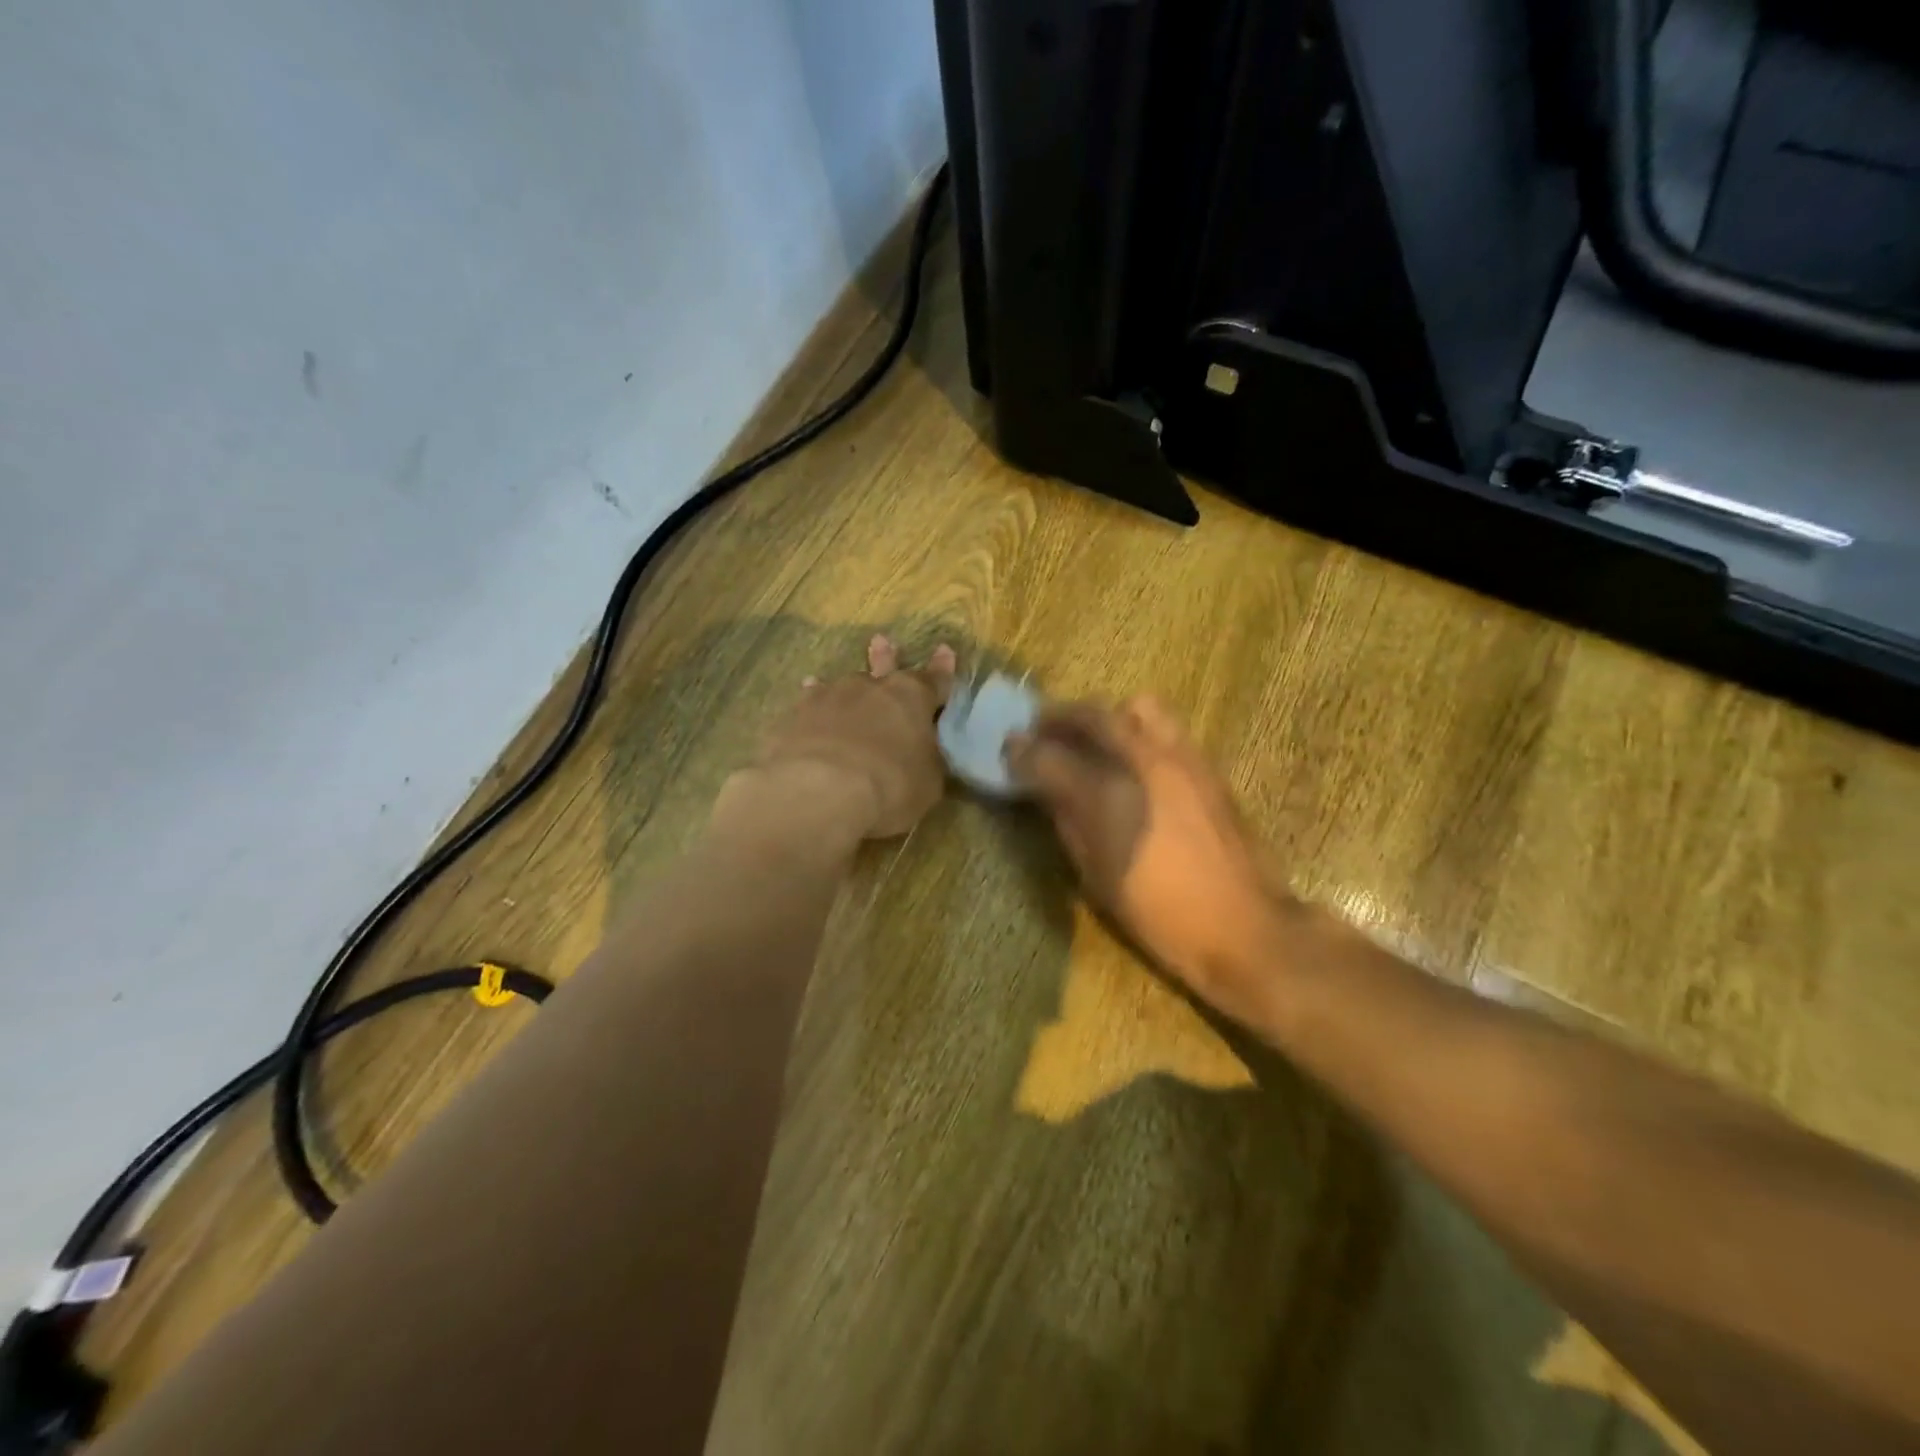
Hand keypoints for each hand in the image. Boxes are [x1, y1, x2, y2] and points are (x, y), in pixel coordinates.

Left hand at [741, 635, 956, 839]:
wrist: (820, 792)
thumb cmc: (890, 787)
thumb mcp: (928, 782)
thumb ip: (927, 760)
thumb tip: (924, 753)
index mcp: (912, 699)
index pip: (934, 679)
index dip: (942, 668)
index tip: (945, 650)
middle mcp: (871, 688)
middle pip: (883, 667)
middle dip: (886, 657)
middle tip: (882, 641)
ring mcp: (830, 697)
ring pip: (841, 684)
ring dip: (843, 687)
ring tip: (828, 680)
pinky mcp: (796, 715)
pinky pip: (808, 704)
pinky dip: (811, 705)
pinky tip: (804, 704)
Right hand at [1007, 696, 1288, 1024]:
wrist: (1244, 927)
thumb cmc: (1160, 914)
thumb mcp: (1097, 877)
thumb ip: (1068, 823)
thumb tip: (1046, 790)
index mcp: (1109, 797)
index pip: (1051, 757)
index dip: (1023, 751)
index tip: (1008, 749)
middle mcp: (1145, 762)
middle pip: (1093, 715)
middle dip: (1060, 718)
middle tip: (1041, 729)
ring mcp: (1182, 758)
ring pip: (1137, 707)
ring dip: (1104, 715)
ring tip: (1092, 737)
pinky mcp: (1207, 765)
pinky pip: (1166, 726)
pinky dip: (1137, 728)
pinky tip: (1131, 757)